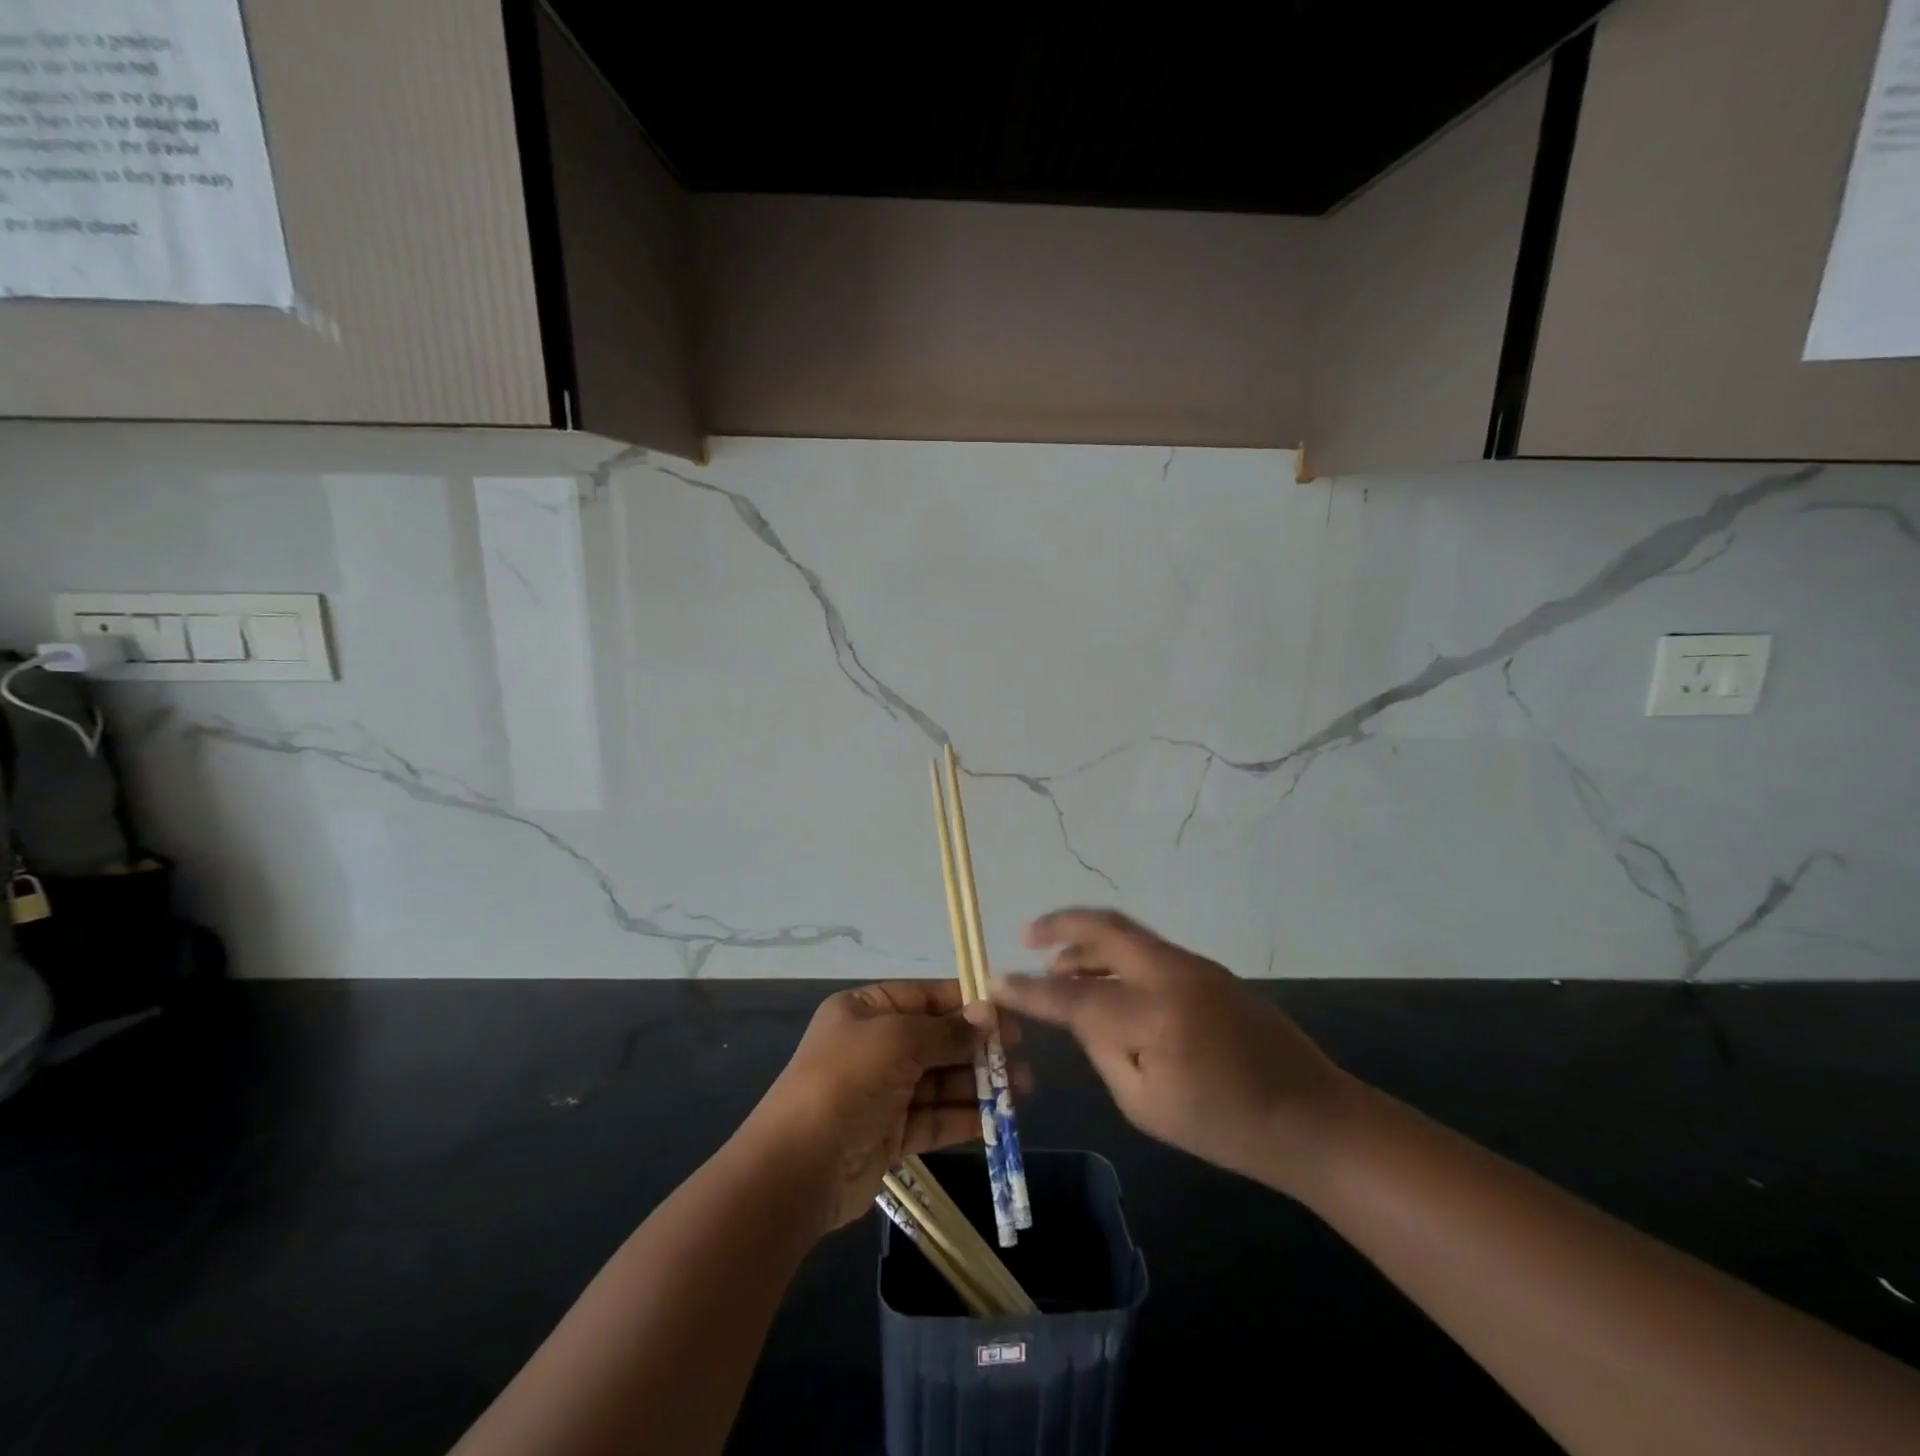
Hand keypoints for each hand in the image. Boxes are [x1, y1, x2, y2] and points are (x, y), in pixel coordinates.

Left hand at [740, 981, 1014, 1231]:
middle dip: (978, 1048)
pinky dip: (965, 1117)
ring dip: (978, 1084)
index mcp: (866, 1010)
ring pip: (940, 1081)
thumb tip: (988, 1016)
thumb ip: (946, 1031)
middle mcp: (875, 1046)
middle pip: (936, 1039)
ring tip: (1021, 1089)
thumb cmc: (846, 1081)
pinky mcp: (891, 1134)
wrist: (798, 1167)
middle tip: (1019, 1057)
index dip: (966, 1004)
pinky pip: (935, 1118)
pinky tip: (998, 1118)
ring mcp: (883, 1092)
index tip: (1007, 1016)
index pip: (924, 997)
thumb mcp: (897, 1040)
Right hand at [994, 909, 1345, 1193]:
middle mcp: (1172, 974)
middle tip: (1028, 935)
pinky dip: (1116, 957)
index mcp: (1155, 1016)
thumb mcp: (1146, 1103)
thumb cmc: (1226, 1128)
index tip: (995, 980)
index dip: (1030, 990)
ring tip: (1058, 966)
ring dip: (1087, 943)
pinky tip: (1103, 982)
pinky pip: (1148, 952)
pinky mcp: (1207, 970)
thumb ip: (1102, 1047)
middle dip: (1060, 925)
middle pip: (1105, 929)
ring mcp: (1194, 966)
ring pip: (1127, 936)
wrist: (1312, 1118)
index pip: (1075, 996)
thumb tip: (1077, 1009)